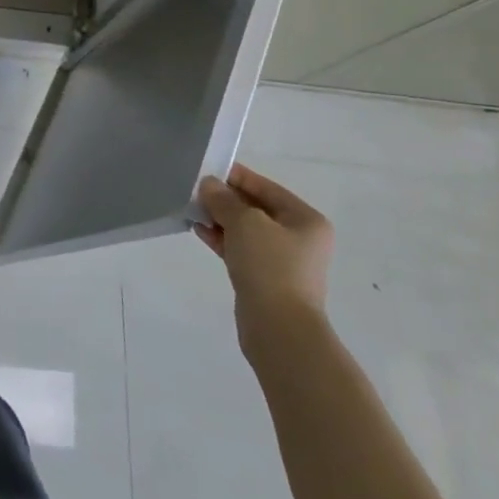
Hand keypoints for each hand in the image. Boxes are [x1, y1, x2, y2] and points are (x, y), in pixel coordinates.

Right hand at [195, 163, 333, 345]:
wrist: (280, 328)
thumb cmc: (270, 266)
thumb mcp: (244, 222)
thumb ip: (224, 199)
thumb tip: (209, 185)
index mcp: (305, 219)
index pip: (265, 187)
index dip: (236, 176)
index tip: (206, 169)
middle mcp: (299, 238)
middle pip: (256, 208)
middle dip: (225, 199)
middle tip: (194, 191)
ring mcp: (283, 260)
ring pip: (246, 230)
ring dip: (220, 219)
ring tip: (192, 210)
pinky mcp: (266, 278)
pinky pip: (241, 249)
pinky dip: (222, 238)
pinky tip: (199, 231)